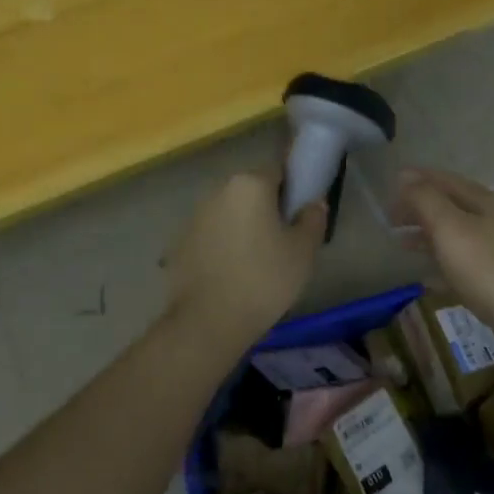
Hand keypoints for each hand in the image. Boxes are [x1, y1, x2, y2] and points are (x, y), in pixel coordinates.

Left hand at [164, 168, 325, 346]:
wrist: (208, 322)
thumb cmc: (264, 279)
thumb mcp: (303, 251)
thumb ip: (313, 219)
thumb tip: (313, 203)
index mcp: (250, 184)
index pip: (278, 170)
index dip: (292, 189)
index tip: (300, 215)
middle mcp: (218, 191)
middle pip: (251, 191)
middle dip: (266, 208)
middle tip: (283, 241)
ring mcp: (195, 217)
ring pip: (229, 214)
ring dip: (243, 227)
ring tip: (257, 262)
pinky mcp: (180, 243)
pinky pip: (211, 236)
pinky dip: (223, 247)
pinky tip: (232, 275)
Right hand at [391, 169, 493, 345]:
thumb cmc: (487, 266)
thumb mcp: (450, 226)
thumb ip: (426, 200)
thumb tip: (405, 176)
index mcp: (482, 202)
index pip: (445, 180)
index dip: (418, 179)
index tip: (392, 181)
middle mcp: (491, 222)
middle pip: (450, 207)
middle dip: (420, 208)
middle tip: (390, 216)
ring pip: (455, 236)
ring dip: (427, 236)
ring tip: (401, 244)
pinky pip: (461, 266)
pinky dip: (441, 266)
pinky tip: (426, 279)